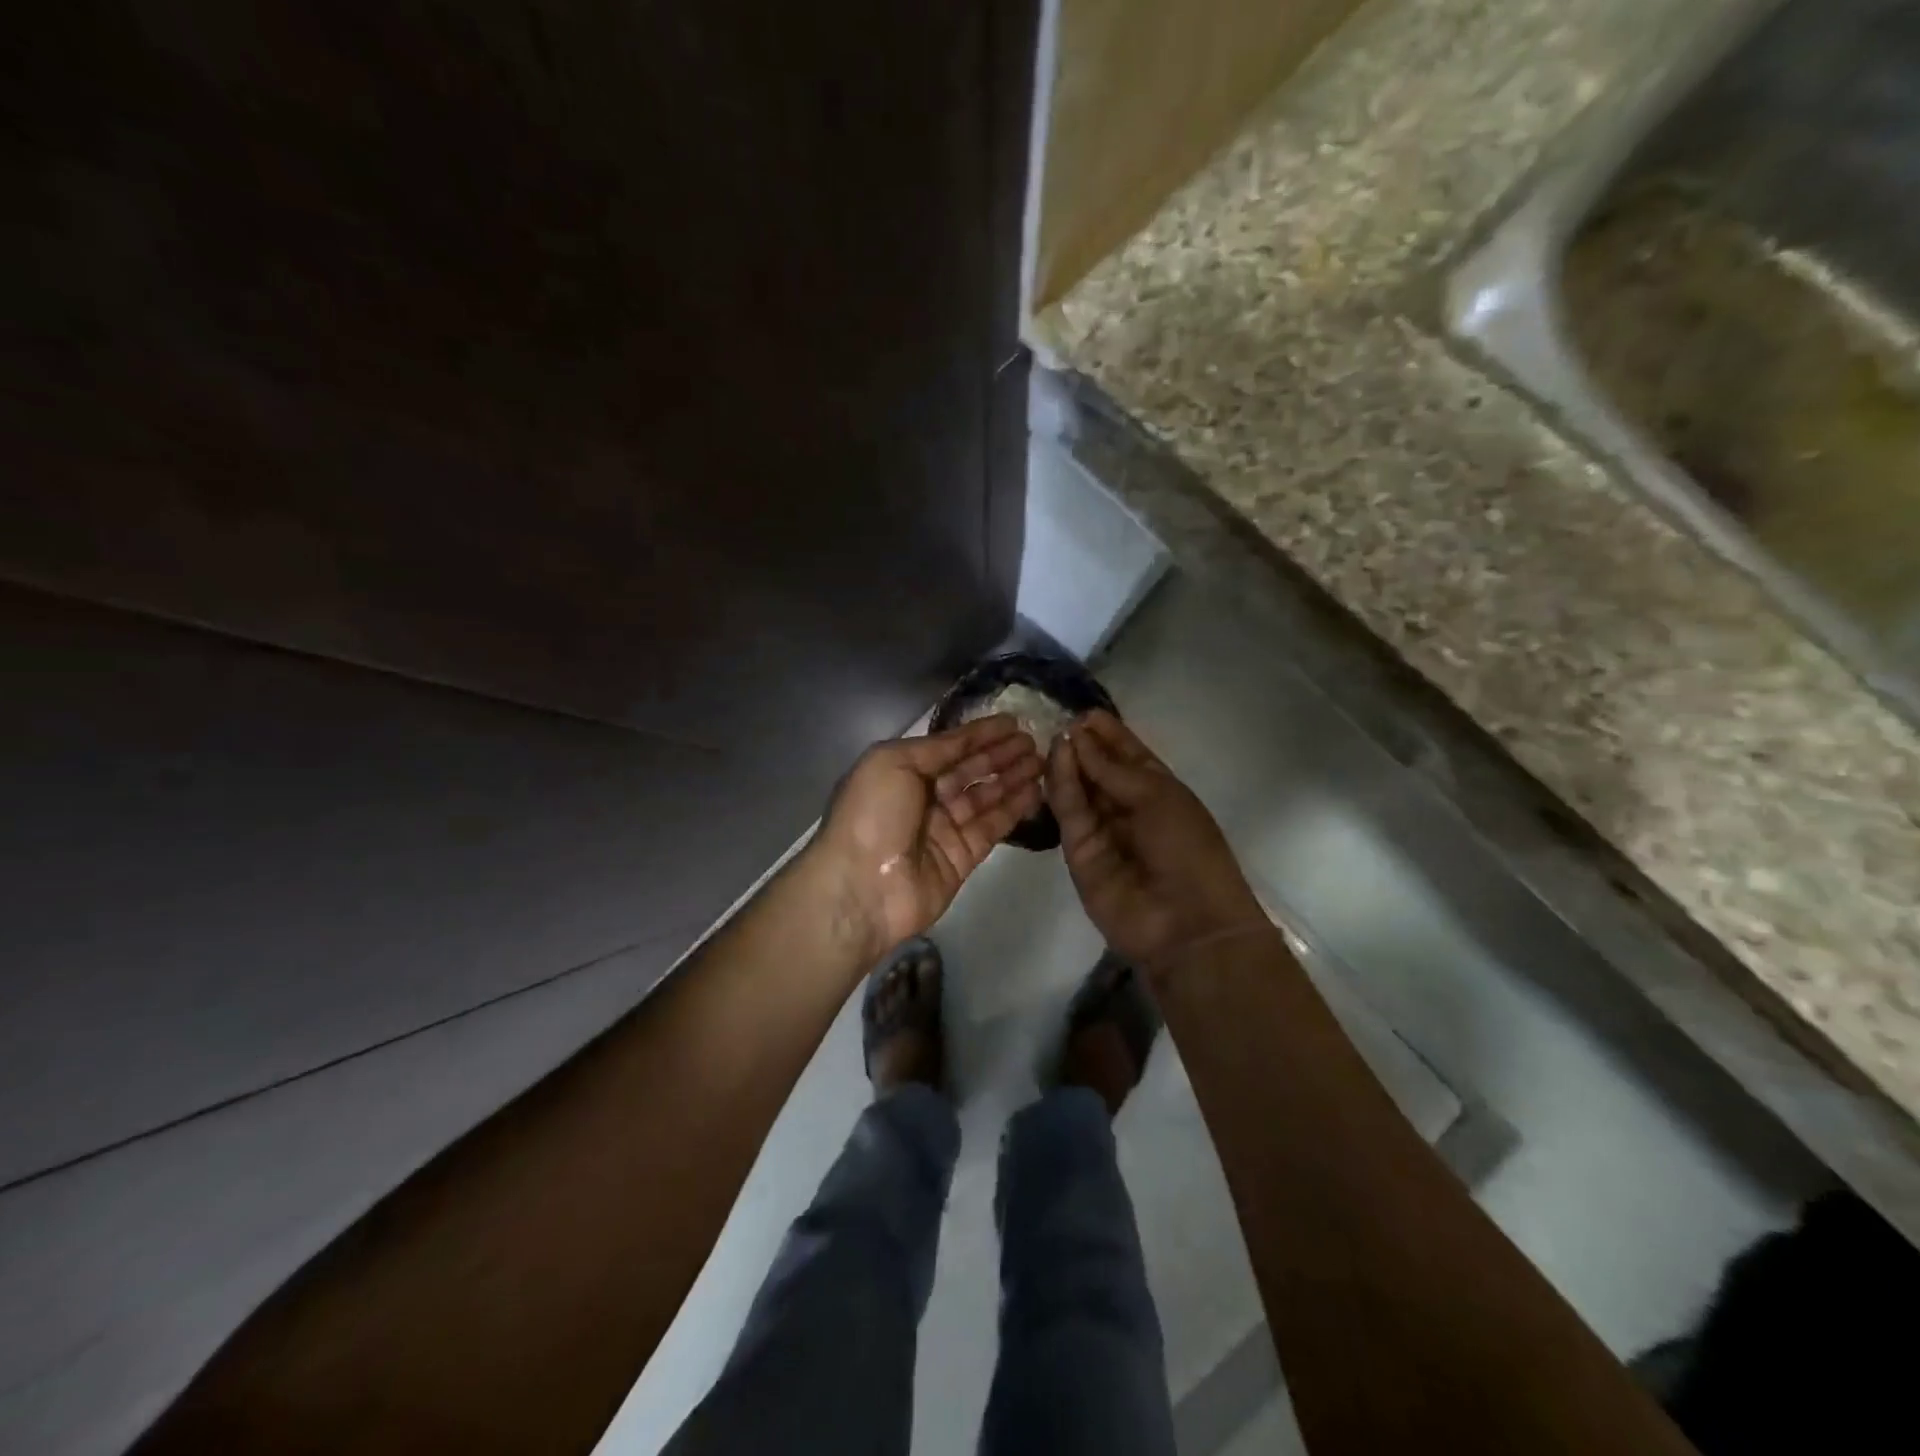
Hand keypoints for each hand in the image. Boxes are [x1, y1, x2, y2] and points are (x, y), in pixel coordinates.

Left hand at [813, 715, 1043, 963]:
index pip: (949, 747)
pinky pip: (991, 827)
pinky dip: (1012, 810)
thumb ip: (934, 748)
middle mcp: (923, 798)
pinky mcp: (962, 857)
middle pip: (969, 771)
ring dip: (1012, 779)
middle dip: (1000, 755)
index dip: (980, 735)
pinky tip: (1035, 792)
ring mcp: (943, 829)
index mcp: (902, 771)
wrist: (861, 887)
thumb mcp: (893, 763)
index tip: (1013, 722)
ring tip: (1042, 763)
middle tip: (1034, 742)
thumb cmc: (872, 815)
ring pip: (985, 798)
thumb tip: (964, 740)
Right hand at [1048, 711, 1266, 975]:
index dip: (1109, 733)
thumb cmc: (1188, 849)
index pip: (1128, 755)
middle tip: (1057, 718)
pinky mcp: (1078, 851)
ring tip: (1053, 734)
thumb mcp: (1158, 797)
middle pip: (1099, 770)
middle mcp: (1128, 807)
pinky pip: (1069, 812)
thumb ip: (1113, 769)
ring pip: (1079, 789)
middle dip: (1083, 745)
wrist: (1185, 923)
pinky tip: (1055, 758)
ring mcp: (1102, 830)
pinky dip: (1061, 785)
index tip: (1084, 712)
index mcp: (1159, 791)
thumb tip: (1079, 738)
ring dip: (1068, 761)